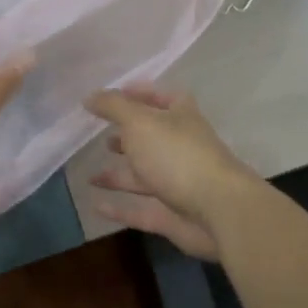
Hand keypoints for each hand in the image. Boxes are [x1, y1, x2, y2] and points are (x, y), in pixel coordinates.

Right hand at [83, 86, 258, 261]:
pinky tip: (96, 206)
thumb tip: (90, 96)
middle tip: (100, 135)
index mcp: (180, 117)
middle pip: (152, 138)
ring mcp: (177, 183)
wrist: (218, 210)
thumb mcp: (140, 122)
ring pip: (144, 175)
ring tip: (91, 174)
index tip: (114, 94)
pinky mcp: (172, 215)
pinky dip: (119, 208)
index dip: (140, 93)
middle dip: (128, 136)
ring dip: (119, 174)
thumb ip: (113, 107)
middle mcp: (180, 147)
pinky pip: (140, 210)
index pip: (161, 97)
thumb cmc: (177, 155)